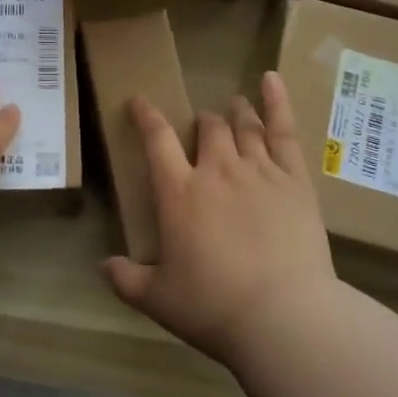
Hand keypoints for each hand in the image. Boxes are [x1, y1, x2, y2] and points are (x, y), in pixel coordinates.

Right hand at [104, 71, 336, 366]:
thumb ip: (126, 280)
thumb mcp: (158, 300)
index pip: (156, 139)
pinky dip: (277, 102)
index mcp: (179, 193)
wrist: (284, 317)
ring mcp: (259, 171)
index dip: (146, 116)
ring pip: (243, 126)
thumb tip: (102, 266)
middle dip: (201, 122)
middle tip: (201, 126)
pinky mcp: (294, 180)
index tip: (139, 101)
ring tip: (234, 104)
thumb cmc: (214, 307)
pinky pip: (284, 131)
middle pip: (207, 128)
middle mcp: (217, 171)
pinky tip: (272, 79)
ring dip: (235, 112)